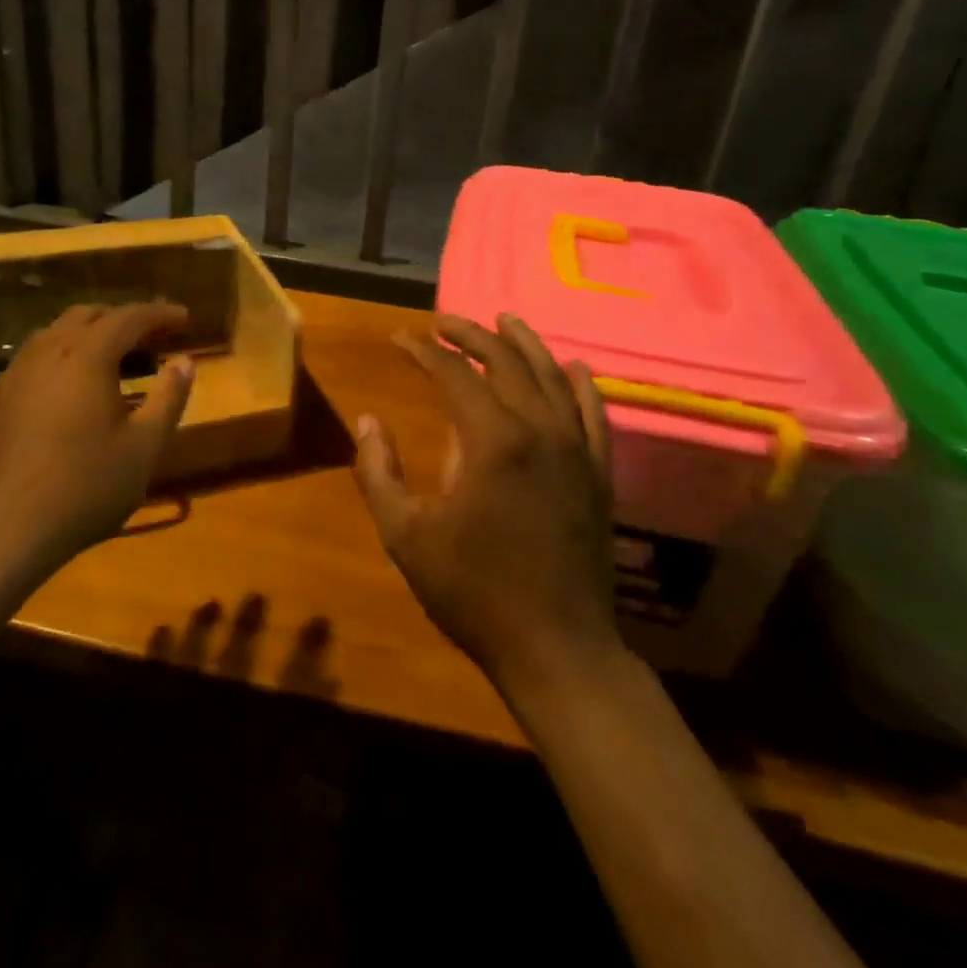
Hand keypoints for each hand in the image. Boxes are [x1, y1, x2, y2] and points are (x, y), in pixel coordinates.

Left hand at [0, 302, 194, 568]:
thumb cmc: (83, 488)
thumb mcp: (143, 447)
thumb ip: (169, 398)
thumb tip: (185, 361)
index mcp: (86, 356)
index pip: (129, 317)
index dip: (160, 314)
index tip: (185, 319)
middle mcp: (46, 352)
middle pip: (88, 316)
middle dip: (123, 319)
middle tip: (152, 339)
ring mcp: (13, 375)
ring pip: (55, 335)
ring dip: (90, 337)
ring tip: (115, 362)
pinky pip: (34, 361)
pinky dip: (62, 359)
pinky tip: (71, 393)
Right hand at [354, 313, 625, 691]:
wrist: (556, 647)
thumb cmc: (474, 591)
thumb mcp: (406, 536)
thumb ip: (379, 472)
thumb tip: (368, 421)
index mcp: (492, 440)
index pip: (453, 373)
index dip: (423, 350)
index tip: (399, 338)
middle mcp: (539, 430)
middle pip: (505, 361)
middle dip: (470, 335)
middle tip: (442, 321)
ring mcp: (576, 449)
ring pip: (551, 377)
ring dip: (524, 344)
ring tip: (503, 320)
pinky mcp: (598, 473)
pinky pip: (594, 414)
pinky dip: (581, 385)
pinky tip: (573, 367)